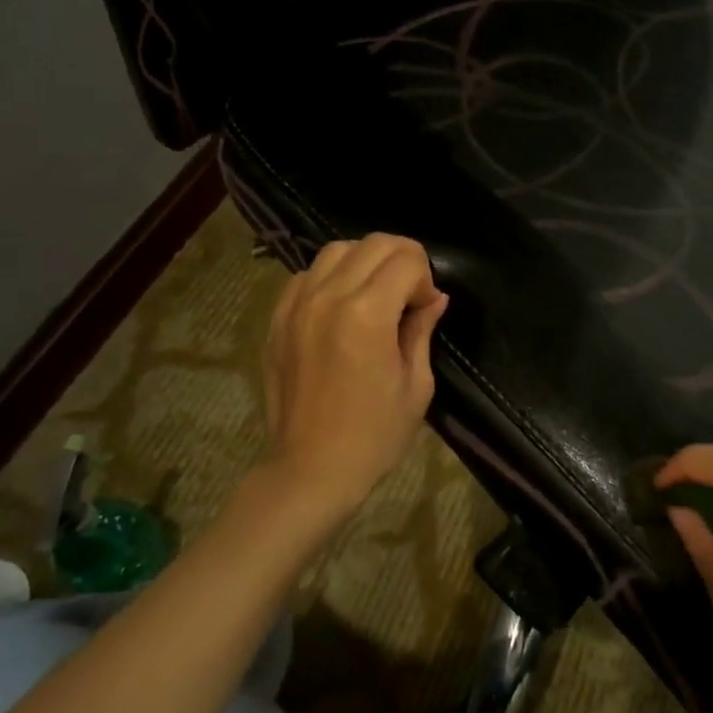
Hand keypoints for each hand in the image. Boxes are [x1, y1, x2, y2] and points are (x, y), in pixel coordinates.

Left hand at [258, 234, 448, 526]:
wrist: (311, 469)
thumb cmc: (375, 434)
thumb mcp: (416, 384)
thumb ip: (422, 330)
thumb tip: (435, 298)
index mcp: (367, 314)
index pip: (406, 259)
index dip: (426, 279)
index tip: (426, 309)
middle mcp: (328, 297)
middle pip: (373, 243)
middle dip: (402, 259)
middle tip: (410, 295)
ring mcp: (296, 305)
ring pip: (337, 250)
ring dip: (366, 262)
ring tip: (376, 295)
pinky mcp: (277, 319)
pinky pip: (307, 275)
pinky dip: (332, 277)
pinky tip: (342, 307)